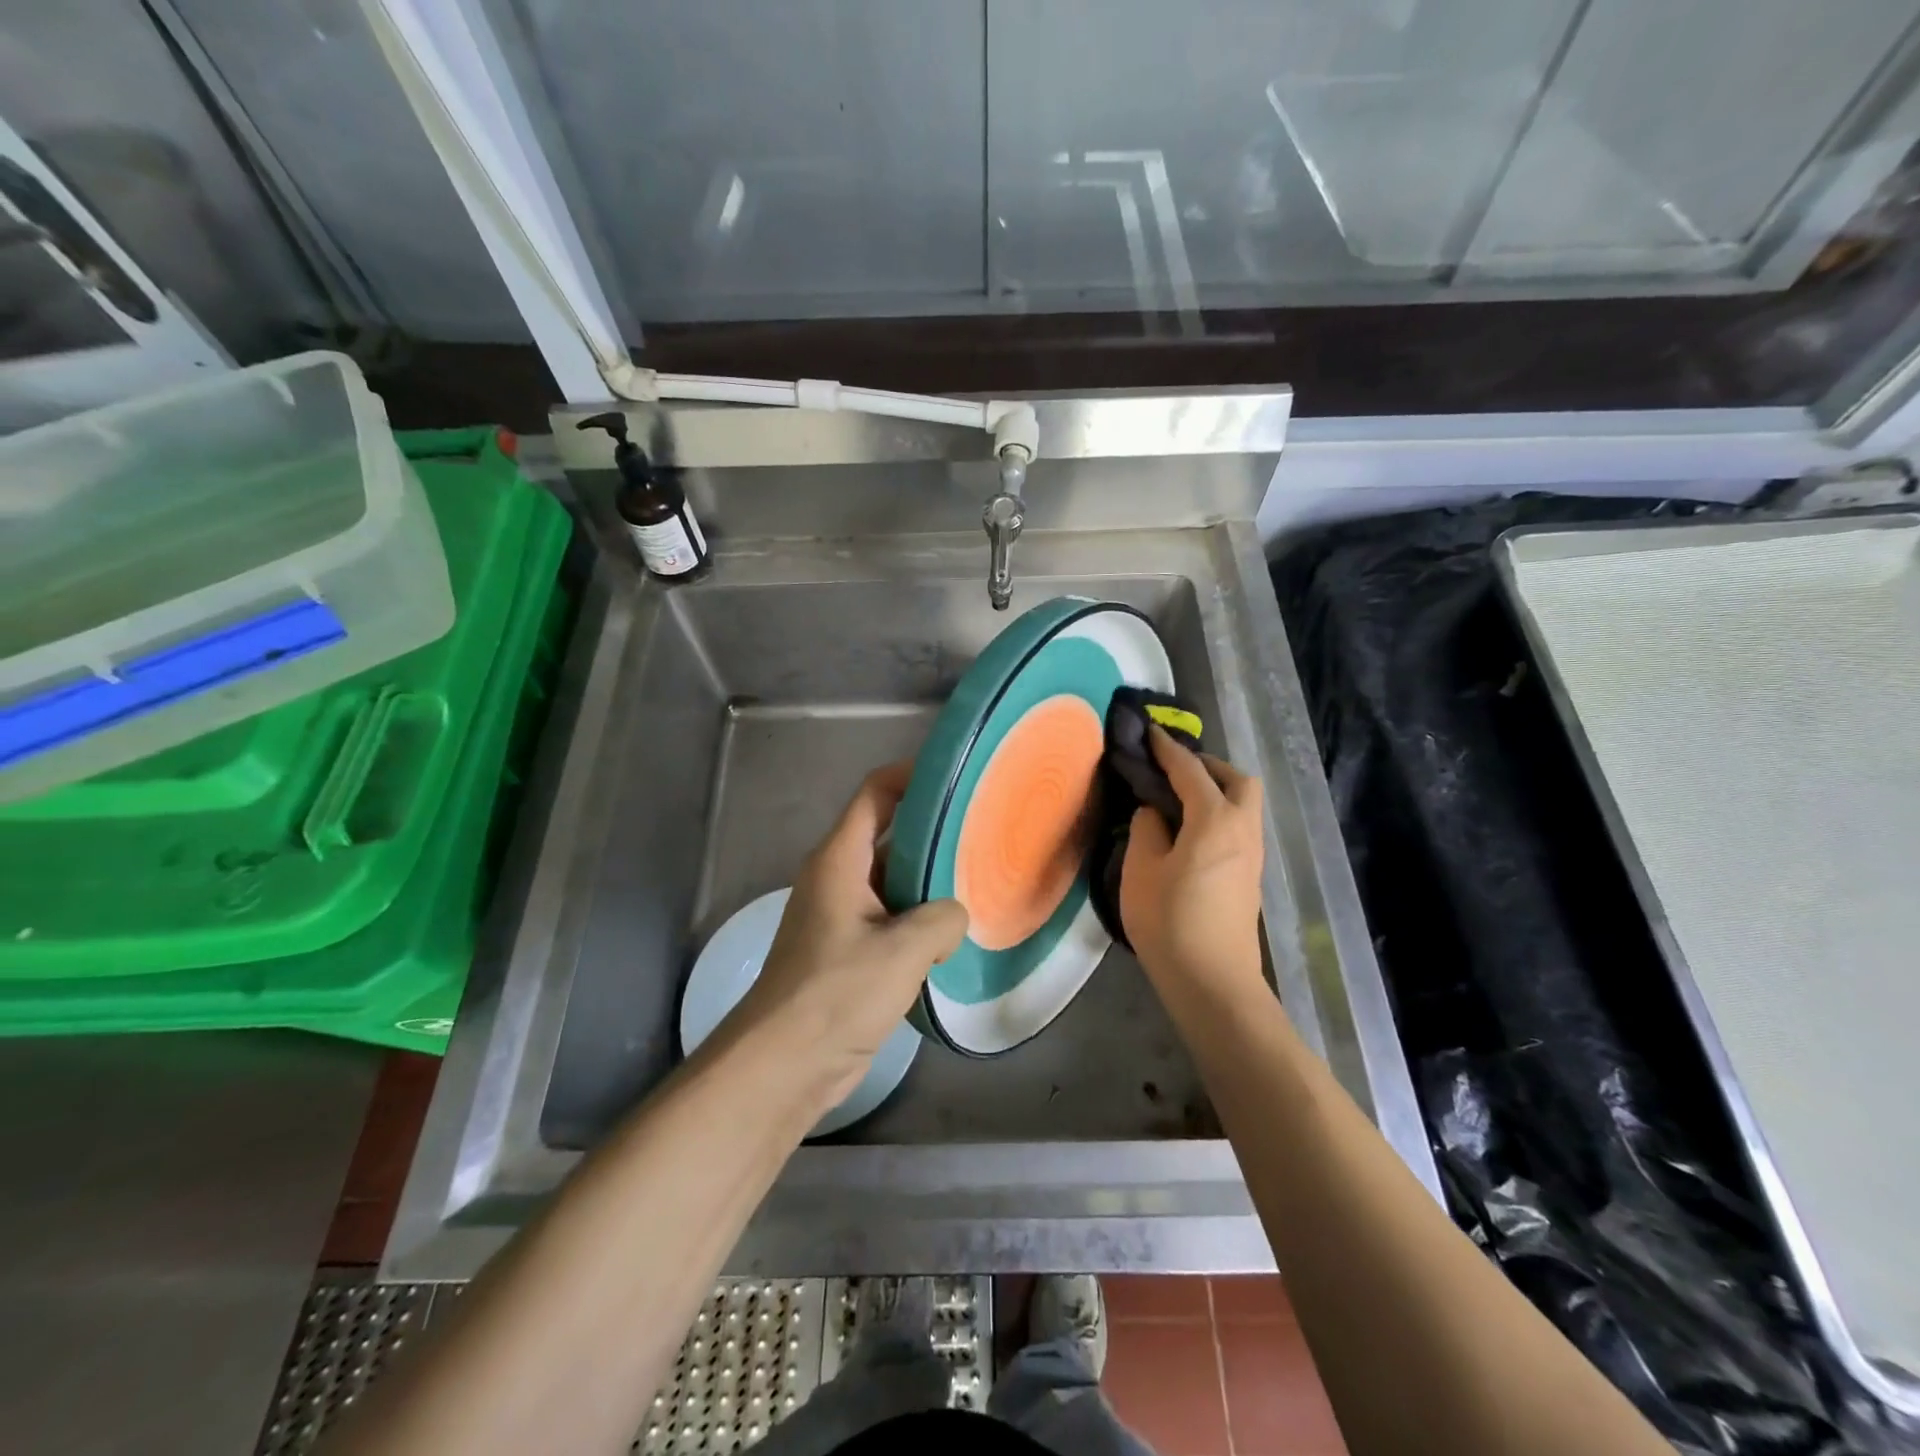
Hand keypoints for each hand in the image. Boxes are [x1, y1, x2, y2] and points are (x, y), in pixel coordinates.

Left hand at [731, 763, 968, 1109]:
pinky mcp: (849, 950)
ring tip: (981, 877)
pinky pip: (891, 917)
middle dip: (932, 829)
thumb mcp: (901, 951)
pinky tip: (957, 931)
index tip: (956, 776)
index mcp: (839, 860)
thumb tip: (955, 916)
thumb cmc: (835, 994)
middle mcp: (838, 878)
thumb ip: (941, 919)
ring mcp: (841, 915)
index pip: (875, 794)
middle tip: (984, 829)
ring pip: (892, 879)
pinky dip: (920, 917)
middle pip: (888, 834)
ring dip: (930, 879)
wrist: (783, 1065)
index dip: (911, 776)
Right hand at [1120, 728, 1266, 1007]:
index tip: (1150, 733)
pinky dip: (1220, 813)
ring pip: (1244, 804)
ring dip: (1217, 790)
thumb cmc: (1170, 922)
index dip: (1168, 750)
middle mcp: (1242, 829)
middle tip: (1174, 771)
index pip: (1190, 771)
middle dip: (1208, 766)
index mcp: (1214, 821)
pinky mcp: (1250, 876)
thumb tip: (1154, 812)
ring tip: (1179, 799)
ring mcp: (1252, 854)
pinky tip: (1192, 831)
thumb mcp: (1141, 870)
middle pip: (1238, 781)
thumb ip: (1147, 829)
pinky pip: (1240, 826)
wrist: (1213, 982)